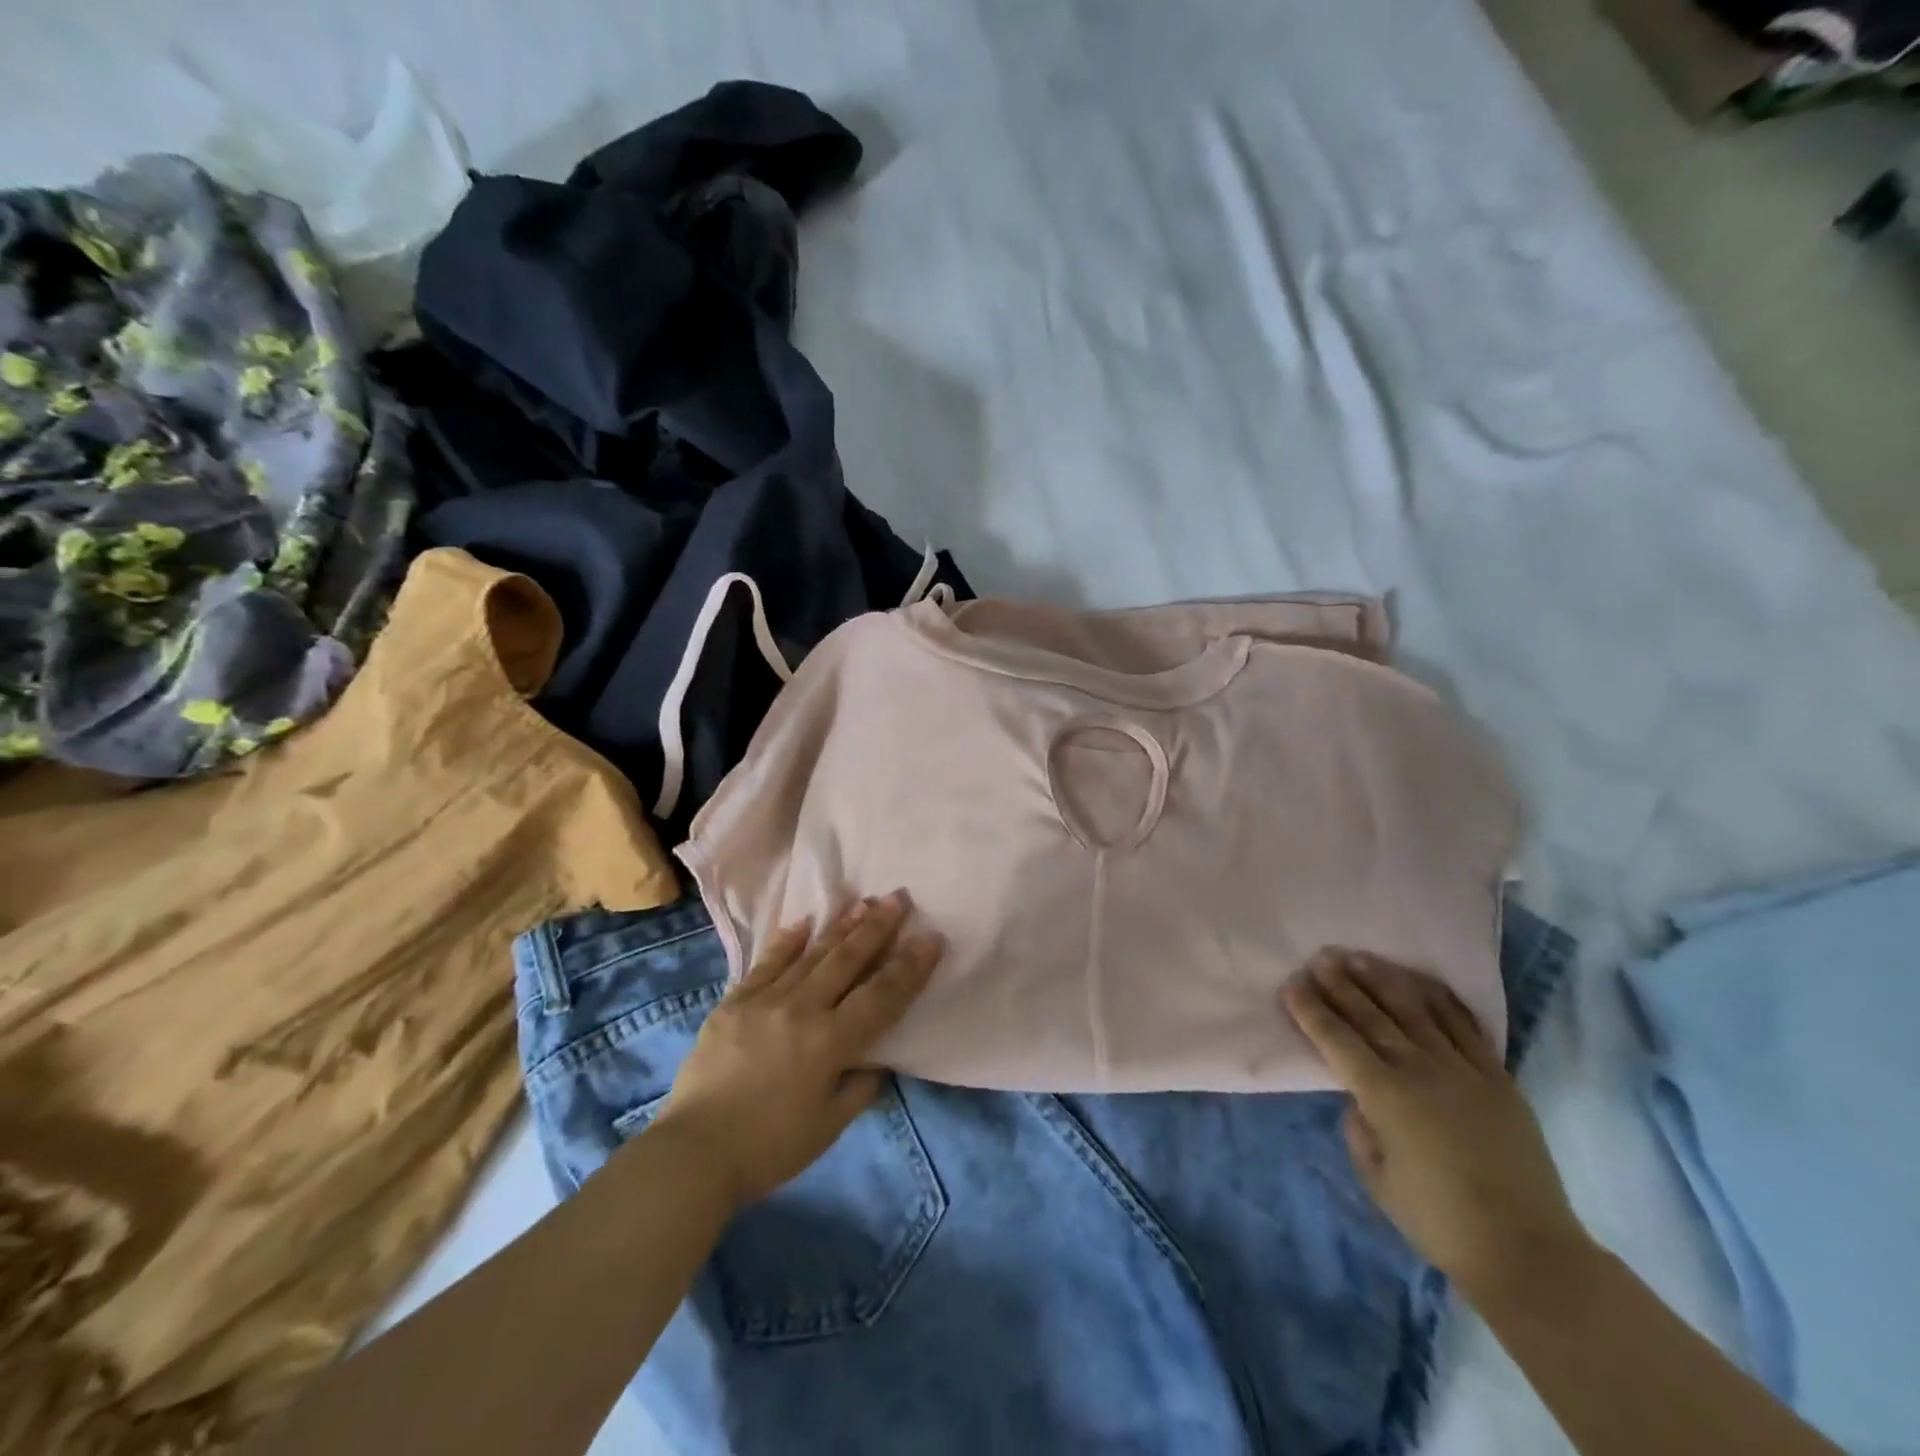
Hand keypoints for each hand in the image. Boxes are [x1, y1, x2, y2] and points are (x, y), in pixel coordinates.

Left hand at [651, 891, 941, 1211]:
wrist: (694, 1153)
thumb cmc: (769, 1147)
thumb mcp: (828, 1127)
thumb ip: (859, 1088)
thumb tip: (874, 1060)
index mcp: (830, 1042)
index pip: (881, 996)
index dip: (910, 967)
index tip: (930, 937)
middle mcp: (802, 1010)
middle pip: (847, 961)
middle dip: (878, 928)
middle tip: (899, 898)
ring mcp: (765, 1001)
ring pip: (811, 954)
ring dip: (841, 927)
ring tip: (863, 902)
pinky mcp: (734, 1002)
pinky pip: (766, 964)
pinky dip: (787, 942)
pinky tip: (803, 922)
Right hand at [1283, 949, 1592, 1302]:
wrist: (1528, 1250)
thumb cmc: (1439, 1220)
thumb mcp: (1376, 1178)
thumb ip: (1359, 1129)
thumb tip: (1361, 1100)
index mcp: (1384, 1095)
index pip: (1336, 1039)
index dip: (1311, 1010)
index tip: (1292, 985)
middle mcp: (1419, 1069)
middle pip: (1370, 1015)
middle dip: (1340, 984)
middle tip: (1320, 957)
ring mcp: (1462, 1068)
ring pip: (1414, 1010)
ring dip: (1383, 980)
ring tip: (1360, 957)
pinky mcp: (1497, 1076)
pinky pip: (1465, 1025)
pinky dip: (1440, 999)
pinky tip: (1421, 982)